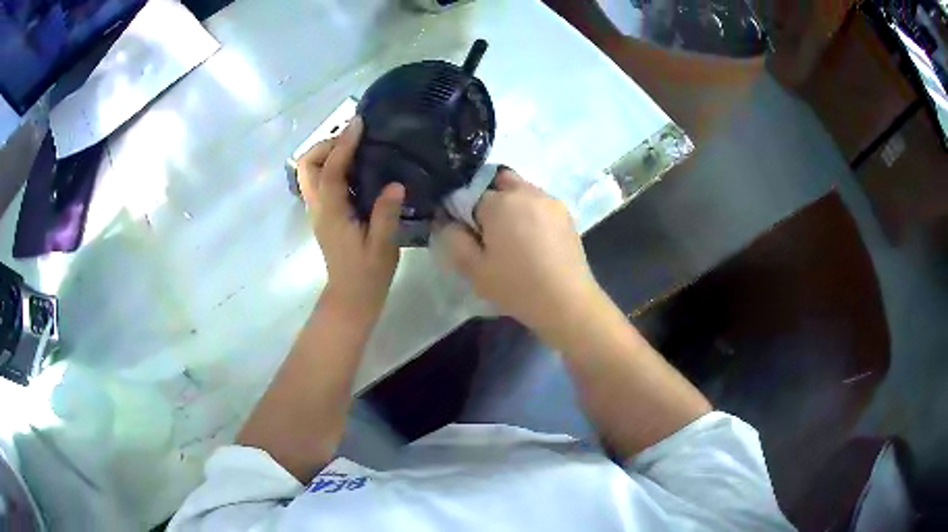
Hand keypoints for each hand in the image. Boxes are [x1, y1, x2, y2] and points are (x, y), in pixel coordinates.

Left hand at [297, 117, 404, 321]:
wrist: (351, 298)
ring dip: (326, 153)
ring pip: (309, 171)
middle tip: (354, 137)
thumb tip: (395, 183)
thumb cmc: (368, 275)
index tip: (359, 123)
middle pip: (306, 165)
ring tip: (355, 146)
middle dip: (325, 144)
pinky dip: (332, 164)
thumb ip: (386, 214)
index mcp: (331, 213)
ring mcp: (318, 210)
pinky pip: (320, 179)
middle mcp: (318, 207)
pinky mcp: (325, 213)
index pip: (330, 170)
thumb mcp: (383, 247)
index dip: (343, 144)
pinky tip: (356, 165)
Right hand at [438, 169, 604, 336]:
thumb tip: (446, 221)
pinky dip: (531, 213)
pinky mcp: (566, 214)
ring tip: (513, 238)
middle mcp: (526, 192)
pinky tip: (533, 241)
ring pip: (522, 190)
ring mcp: (550, 201)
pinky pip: (540, 203)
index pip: (470, 193)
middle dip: (489, 197)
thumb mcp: (473, 269)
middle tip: (488, 229)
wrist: (566, 301)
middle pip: (499, 180)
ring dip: (512, 204)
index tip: (465, 232)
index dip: (464, 212)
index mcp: (500, 202)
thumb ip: (453, 239)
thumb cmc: (516, 286)